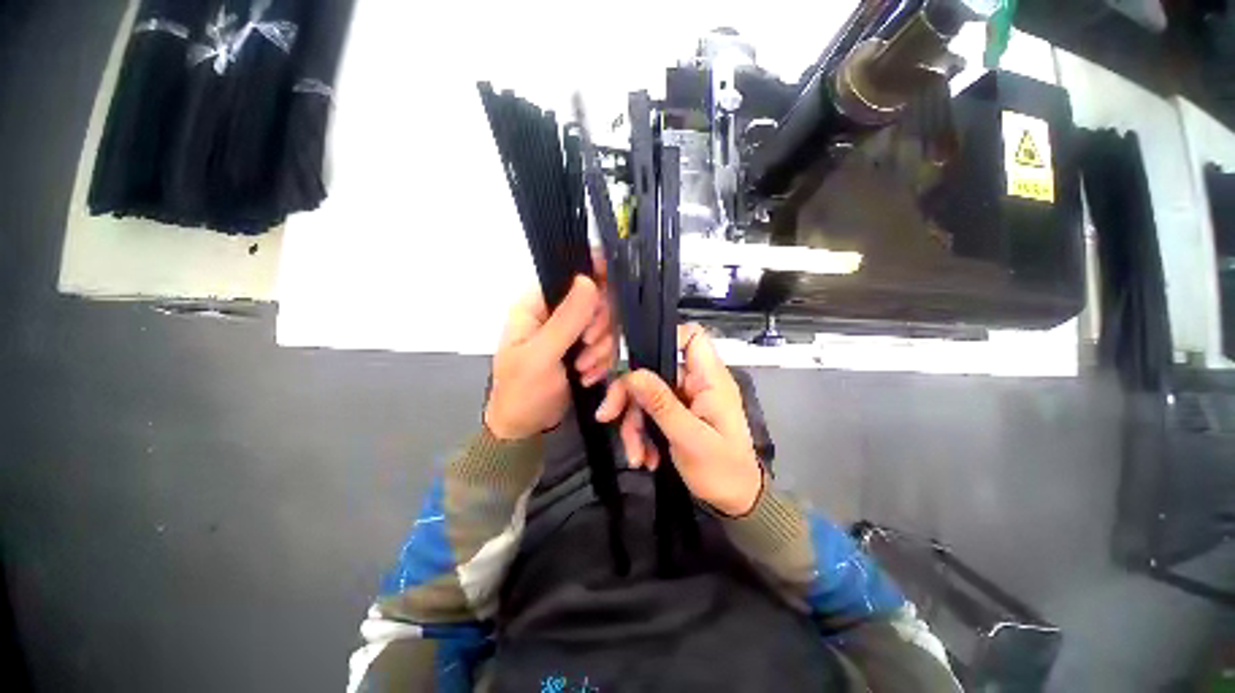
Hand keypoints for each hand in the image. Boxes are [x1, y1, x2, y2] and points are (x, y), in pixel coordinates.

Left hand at [484, 275, 616, 440]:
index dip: (593, 279)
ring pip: (605, 324)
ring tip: (583, 370)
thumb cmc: (522, 391)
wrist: (525, 427)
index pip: (569, 276)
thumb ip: (566, 320)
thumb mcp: (542, 356)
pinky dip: (602, 361)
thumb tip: (588, 280)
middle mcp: (555, 313)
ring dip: (601, 349)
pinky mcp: (583, 349)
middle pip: (595, 300)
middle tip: (588, 347)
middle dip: (598, 327)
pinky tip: (588, 376)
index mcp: (536, 305)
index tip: (610, 294)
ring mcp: (571, 332)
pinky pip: (606, 344)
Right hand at [596, 324, 762, 515]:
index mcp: (710, 379)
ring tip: (635, 455)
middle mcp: (696, 382)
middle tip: (607, 416)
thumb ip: (661, 405)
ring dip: (633, 424)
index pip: (692, 336)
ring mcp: (685, 399)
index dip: (664, 338)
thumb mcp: (689, 439)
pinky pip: (650, 413)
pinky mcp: (676, 414)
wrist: (735, 502)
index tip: (635, 361)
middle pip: (654, 370)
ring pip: (646, 395)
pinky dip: (642, 434)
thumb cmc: (722, 471)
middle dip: (629, 396)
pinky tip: (644, 458)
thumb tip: (632, 374)